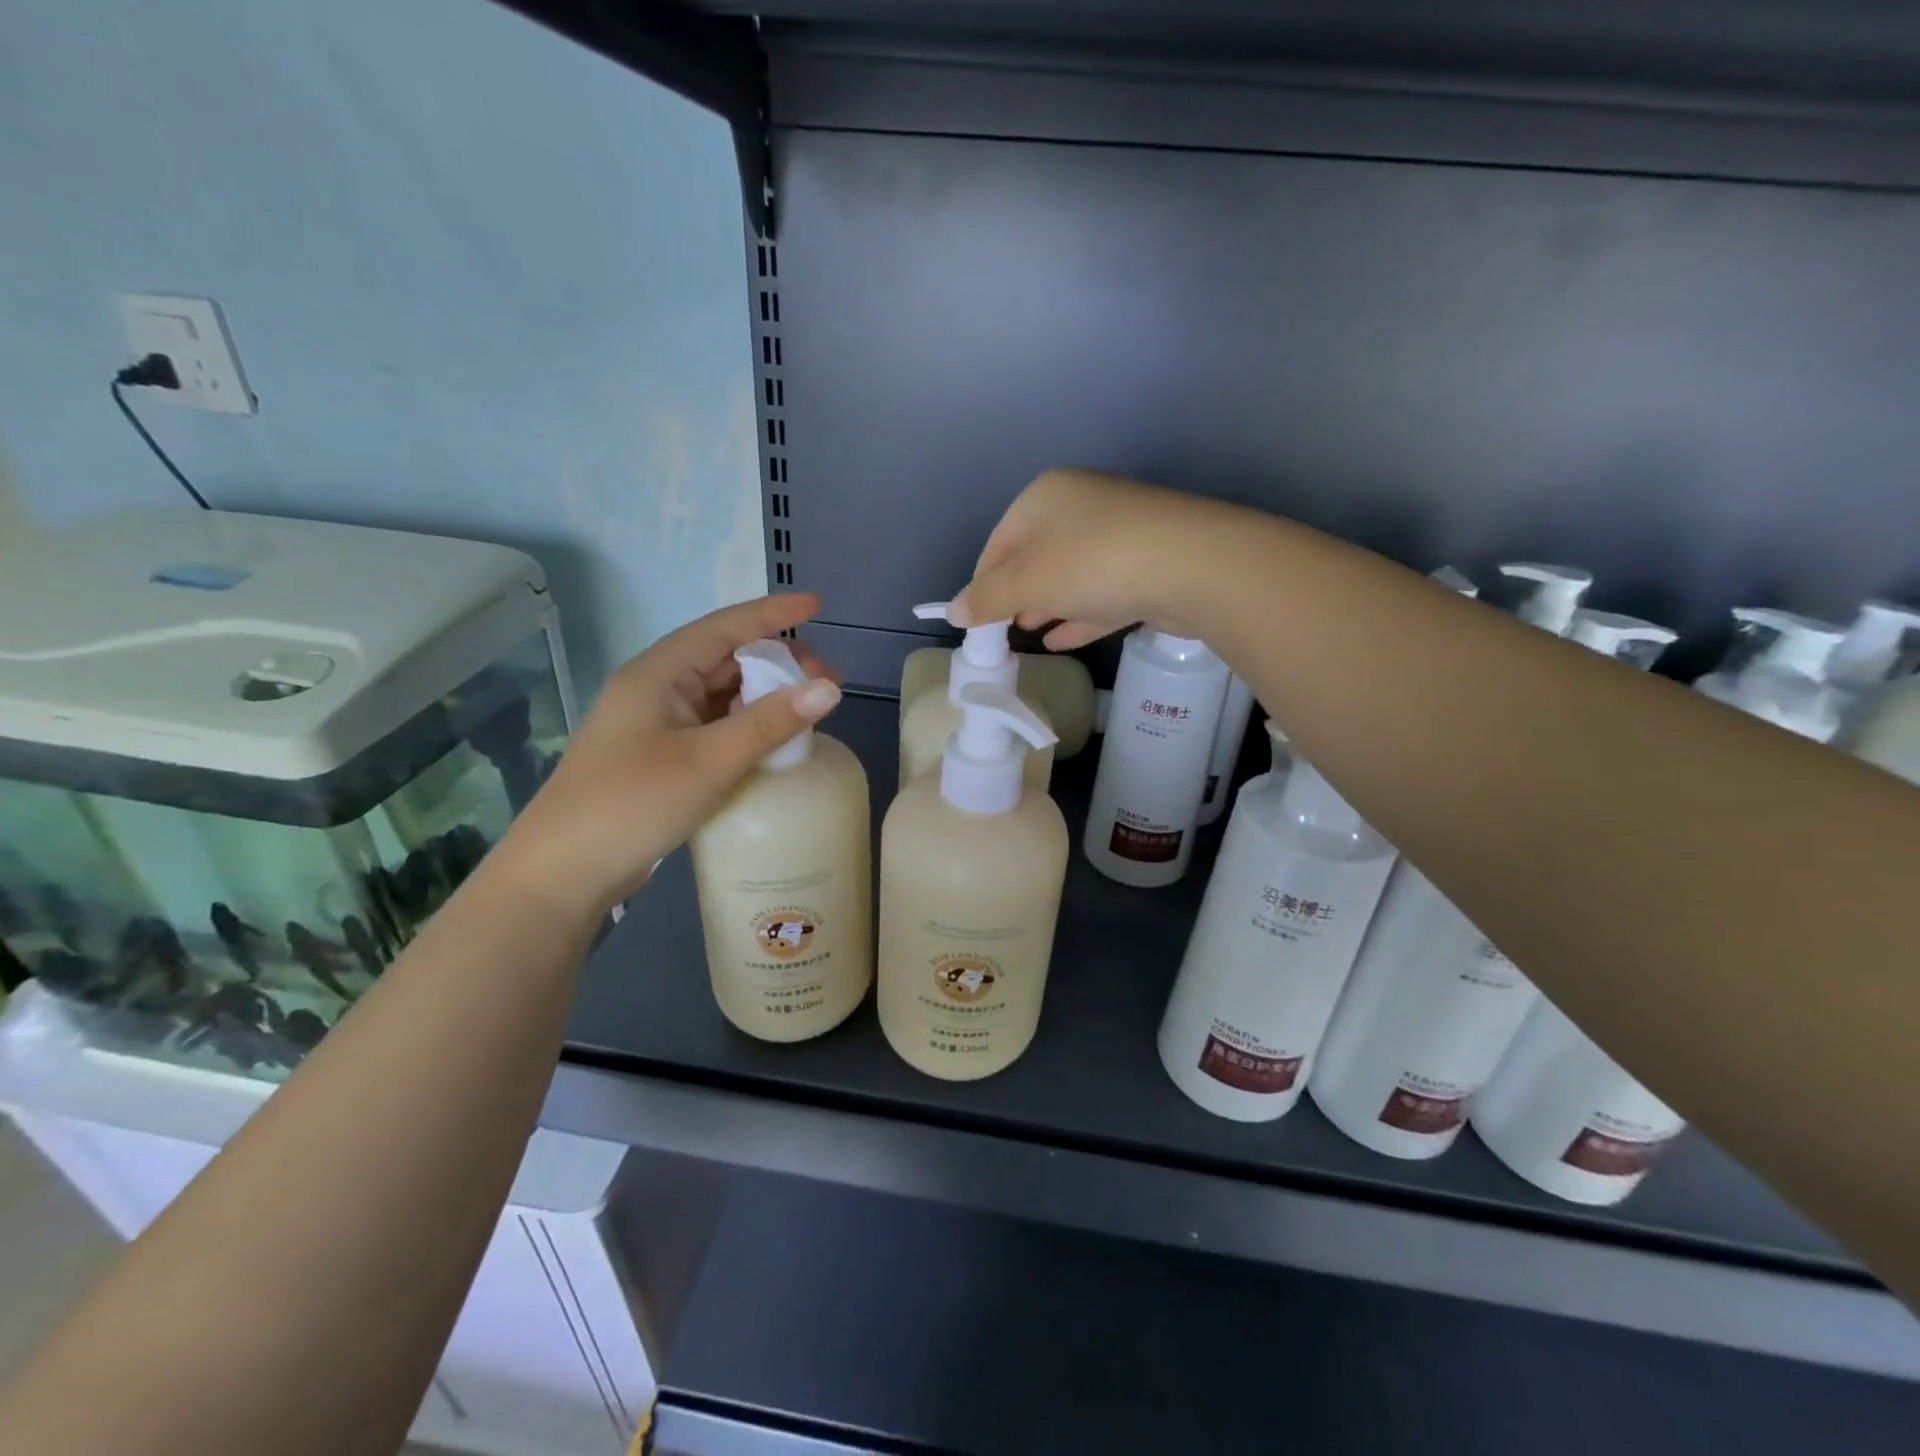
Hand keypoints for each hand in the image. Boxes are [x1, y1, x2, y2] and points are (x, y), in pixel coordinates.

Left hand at [490, 594, 841, 917]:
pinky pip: (716, 725)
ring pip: (723, 693)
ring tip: (811, 709)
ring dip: (766, 695)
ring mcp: (658, 723)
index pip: (725, 627)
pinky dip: (749, 725)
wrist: (565, 872)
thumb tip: (830, 688)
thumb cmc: (632, 804)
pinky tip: (775, 739)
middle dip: (779, 661)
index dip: (773, 613)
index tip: (818, 605)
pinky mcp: (662, 755)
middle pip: (727, 658)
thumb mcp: (708, 761)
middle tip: (828, 682)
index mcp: (659, 673)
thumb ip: (770, 723)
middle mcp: (658, 688)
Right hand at [951, 468, 1226, 648]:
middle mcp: (1081, 507)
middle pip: (1035, 556)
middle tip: (1002, 628)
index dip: (982, 582)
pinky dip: (1079, 614)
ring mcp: (1119, 535)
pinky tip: (1061, 640)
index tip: (975, 620)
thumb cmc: (1092, 563)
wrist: (1192, 566)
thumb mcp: (1027, 582)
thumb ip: (987, 598)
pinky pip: (1101, 593)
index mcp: (1045, 497)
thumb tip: (955, 612)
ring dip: (1047, 605)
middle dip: (1016, 594)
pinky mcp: (1147, 566)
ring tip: (1028, 633)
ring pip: (1070, 575)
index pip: (998, 542)